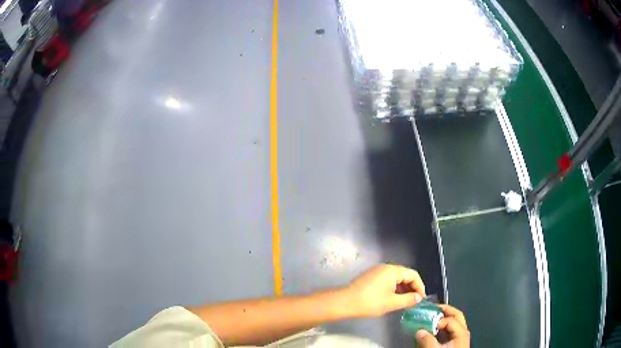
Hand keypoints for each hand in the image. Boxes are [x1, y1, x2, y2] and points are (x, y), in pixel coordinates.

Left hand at [342, 264, 425, 317]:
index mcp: (392, 271)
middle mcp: (386, 267)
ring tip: (405, 302)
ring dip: (403, 289)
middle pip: (405, 275)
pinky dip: (393, 289)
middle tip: (414, 301)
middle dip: (411, 288)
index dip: (420, 287)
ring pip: (396, 278)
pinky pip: (387, 280)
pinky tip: (393, 299)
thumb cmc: (369, 302)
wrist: (344, 302)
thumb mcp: (391, 303)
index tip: (421, 299)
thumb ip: (408, 300)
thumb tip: (419, 298)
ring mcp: (377, 271)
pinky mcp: (371, 277)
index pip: (413, 275)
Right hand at [415, 304, 469, 347]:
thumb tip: (419, 331)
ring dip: (443, 318)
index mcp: (461, 332)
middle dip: (444, 310)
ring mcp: (460, 337)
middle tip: (431, 308)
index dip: (438, 320)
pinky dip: (442, 327)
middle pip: (456, 315)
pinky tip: (433, 330)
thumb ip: (427, 341)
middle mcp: (463, 332)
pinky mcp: (455, 343)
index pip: (450, 319)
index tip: (426, 324)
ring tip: (431, 317)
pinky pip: (450, 330)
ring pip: (454, 322)